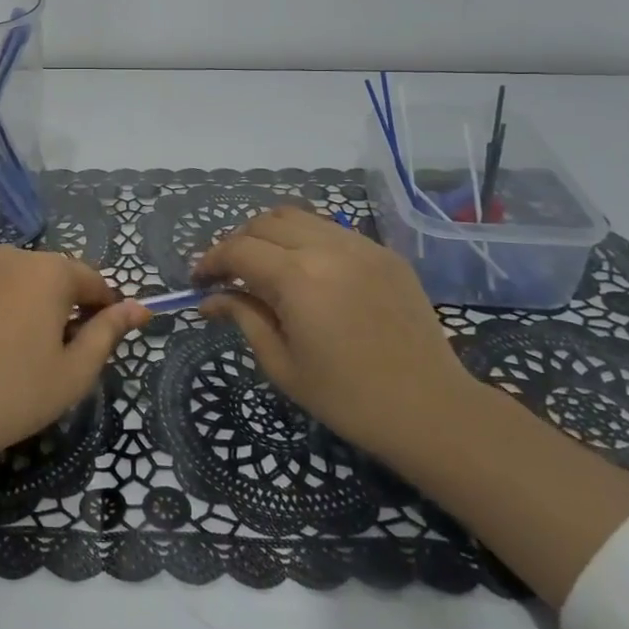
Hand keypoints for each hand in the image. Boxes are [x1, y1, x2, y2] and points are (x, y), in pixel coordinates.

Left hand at [0, 246, 150, 469]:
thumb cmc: (13, 395)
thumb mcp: (74, 373)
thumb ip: (108, 333)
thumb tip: (139, 307)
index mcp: (48, 271)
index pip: (92, 280)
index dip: (103, 307)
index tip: (101, 338)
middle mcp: (8, 256)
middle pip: (49, 276)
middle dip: (59, 305)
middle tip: (54, 352)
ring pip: (8, 280)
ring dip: (19, 303)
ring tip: (10, 351)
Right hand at [195, 206, 480, 461]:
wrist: (430, 410)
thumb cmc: (347, 398)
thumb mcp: (282, 364)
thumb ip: (244, 318)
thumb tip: (210, 299)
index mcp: (297, 278)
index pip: (238, 249)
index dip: (211, 261)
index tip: (198, 281)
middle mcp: (327, 248)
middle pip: (265, 222)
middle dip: (238, 242)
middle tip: (229, 274)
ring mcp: (361, 246)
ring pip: (300, 218)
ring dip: (272, 235)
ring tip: (265, 266)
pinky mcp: (385, 254)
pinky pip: (333, 231)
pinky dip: (307, 241)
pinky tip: (308, 273)